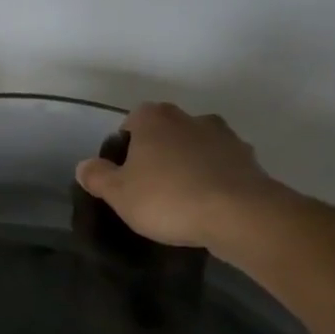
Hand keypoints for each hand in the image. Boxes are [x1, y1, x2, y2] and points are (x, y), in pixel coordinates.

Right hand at [76, 102, 289, 250]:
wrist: (240, 215)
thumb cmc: (168, 198)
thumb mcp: (118, 193)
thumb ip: (97, 177)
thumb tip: (85, 166)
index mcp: (155, 119)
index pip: (132, 120)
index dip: (125, 145)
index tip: (124, 172)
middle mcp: (190, 118)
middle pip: (166, 131)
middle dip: (157, 152)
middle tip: (149, 185)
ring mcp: (224, 137)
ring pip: (196, 146)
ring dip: (188, 164)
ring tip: (180, 197)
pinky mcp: (249, 160)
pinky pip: (221, 166)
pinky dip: (213, 178)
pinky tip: (206, 204)